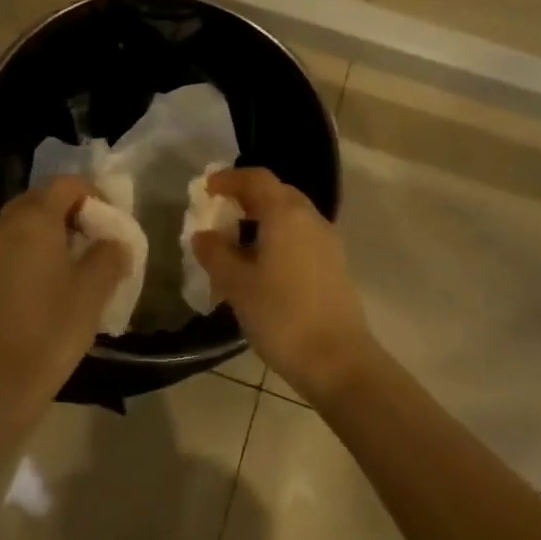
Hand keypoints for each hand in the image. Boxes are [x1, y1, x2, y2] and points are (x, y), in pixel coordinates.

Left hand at [0, 177, 129, 419]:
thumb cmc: (51, 327)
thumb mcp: (94, 289)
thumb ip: (111, 254)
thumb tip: (115, 242)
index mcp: (33, 218)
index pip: (66, 184)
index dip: (94, 194)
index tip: (113, 221)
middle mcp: (4, 223)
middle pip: (42, 199)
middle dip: (73, 211)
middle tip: (98, 239)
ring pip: (25, 222)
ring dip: (53, 230)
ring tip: (77, 261)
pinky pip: (12, 244)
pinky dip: (34, 248)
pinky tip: (51, 280)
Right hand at [189, 167, 375, 400]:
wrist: (337, 360)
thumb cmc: (281, 315)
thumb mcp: (236, 284)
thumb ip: (215, 253)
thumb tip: (203, 235)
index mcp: (285, 214)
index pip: (256, 178)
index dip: (229, 179)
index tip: (207, 189)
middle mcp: (310, 219)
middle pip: (277, 193)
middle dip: (247, 197)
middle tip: (220, 213)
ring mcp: (327, 242)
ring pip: (291, 216)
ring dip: (263, 220)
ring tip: (237, 243)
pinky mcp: (335, 266)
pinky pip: (301, 237)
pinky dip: (279, 238)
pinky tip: (263, 266)